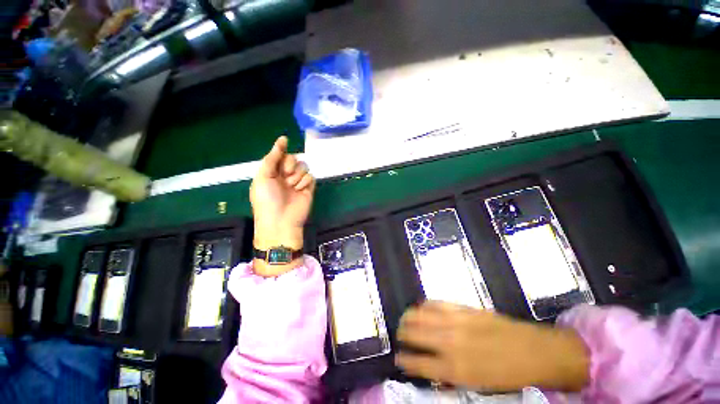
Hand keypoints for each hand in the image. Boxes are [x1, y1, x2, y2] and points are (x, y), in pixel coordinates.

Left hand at [250, 136, 314, 275]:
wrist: (281, 220)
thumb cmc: (267, 199)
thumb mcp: (263, 176)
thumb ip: (272, 158)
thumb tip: (282, 139)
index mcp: (272, 172)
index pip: (280, 155)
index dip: (282, 150)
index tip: (284, 141)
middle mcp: (286, 175)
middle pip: (294, 159)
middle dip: (290, 165)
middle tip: (285, 175)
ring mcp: (298, 182)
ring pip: (304, 167)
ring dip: (297, 175)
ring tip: (292, 186)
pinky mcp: (308, 188)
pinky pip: (311, 177)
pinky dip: (305, 183)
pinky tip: (300, 190)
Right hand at [396, 301, 588, 391]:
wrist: (534, 351)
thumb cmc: (506, 374)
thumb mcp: (477, 385)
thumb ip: (451, 376)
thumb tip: (431, 370)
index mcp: (455, 369)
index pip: (419, 364)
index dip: (405, 361)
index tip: (398, 358)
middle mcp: (450, 343)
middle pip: (415, 334)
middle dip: (402, 334)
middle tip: (400, 335)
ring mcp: (456, 321)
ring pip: (420, 314)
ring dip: (409, 317)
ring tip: (405, 319)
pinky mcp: (463, 308)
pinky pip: (436, 303)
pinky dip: (424, 305)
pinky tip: (421, 307)